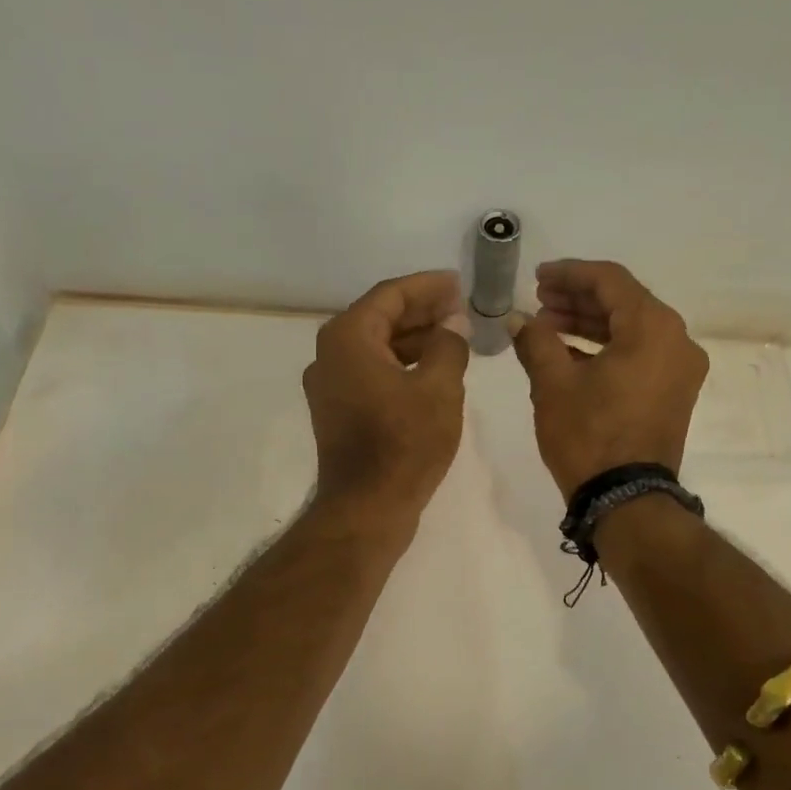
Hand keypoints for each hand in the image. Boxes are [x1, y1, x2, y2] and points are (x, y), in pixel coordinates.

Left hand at [304, 270, 470, 532]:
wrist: (367, 508)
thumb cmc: (404, 444)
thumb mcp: (439, 388)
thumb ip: (449, 345)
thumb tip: (453, 323)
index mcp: (348, 338)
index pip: (390, 295)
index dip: (427, 286)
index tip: (459, 282)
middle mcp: (330, 355)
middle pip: (380, 318)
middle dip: (422, 311)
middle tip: (460, 307)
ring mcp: (330, 385)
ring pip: (376, 347)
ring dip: (414, 339)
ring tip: (453, 337)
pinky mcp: (338, 411)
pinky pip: (371, 372)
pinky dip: (401, 365)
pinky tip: (432, 370)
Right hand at [511, 260, 708, 498]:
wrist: (626, 500)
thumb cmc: (589, 436)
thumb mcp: (553, 384)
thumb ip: (535, 341)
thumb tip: (518, 319)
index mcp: (653, 328)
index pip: (610, 280)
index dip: (569, 274)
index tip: (537, 277)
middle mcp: (677, 340)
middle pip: (624, 302)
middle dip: (578, 299)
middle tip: (539, 301)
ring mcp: (680, 369)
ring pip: (632, 329)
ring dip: (590, 324)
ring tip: (548, 326)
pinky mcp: (675, 392)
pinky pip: (640, 355)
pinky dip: (608, 348)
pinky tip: (570, 354)